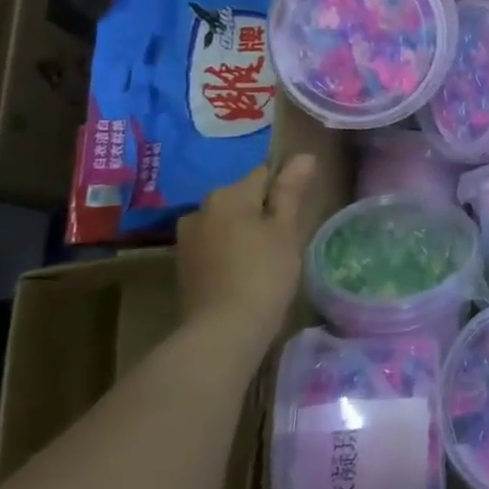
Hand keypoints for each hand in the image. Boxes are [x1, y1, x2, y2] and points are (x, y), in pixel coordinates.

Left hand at [175, 155, 317, 332]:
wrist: (223, 332)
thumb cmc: (263, 273)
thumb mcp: (286, 229)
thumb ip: (291, 190)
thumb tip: (304, 156)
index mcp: (228, 194)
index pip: (264, 174)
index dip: (285, 191)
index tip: (298, 215)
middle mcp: (201, 208)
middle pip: (243, 198)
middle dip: (263, 212)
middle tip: (286, 240)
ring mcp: (188, 239)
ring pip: (228, 223)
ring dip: (245, 232)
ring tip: (267, 259)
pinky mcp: (184, 266)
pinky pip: (215, 246)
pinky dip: (231, 252)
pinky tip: (245, 273)